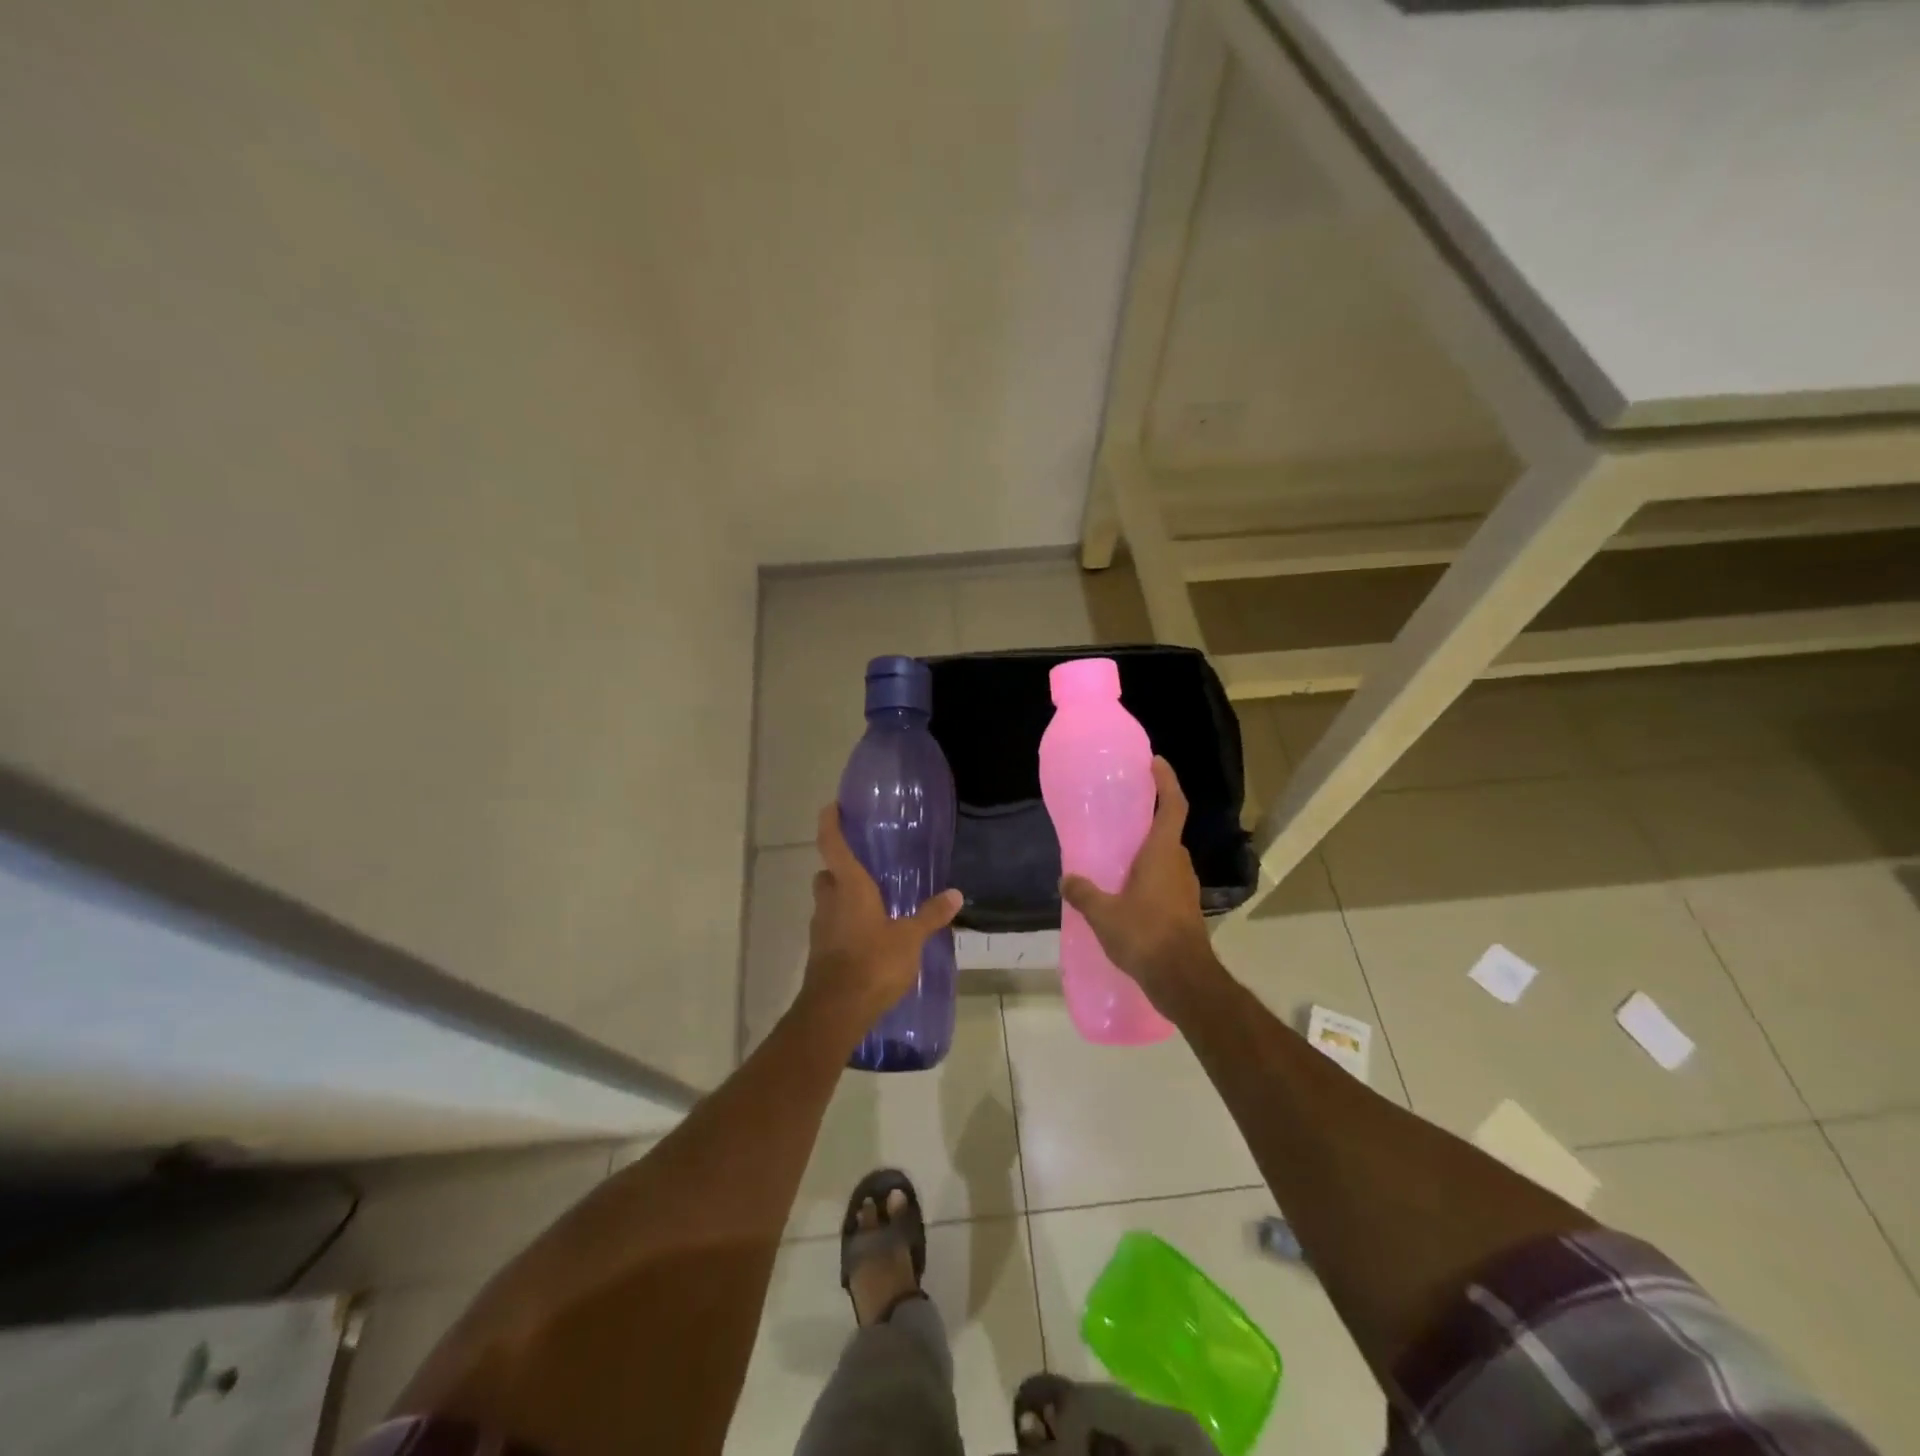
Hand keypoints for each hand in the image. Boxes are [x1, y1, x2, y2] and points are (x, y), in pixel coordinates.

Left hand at [805, 804, 961, 1017]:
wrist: (836, 1011)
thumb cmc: (873, 962)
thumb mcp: (909, 938)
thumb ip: (930, 915)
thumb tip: (955, 894)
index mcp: (849, 887)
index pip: (832, 844)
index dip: (830, 823)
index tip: (832, 807)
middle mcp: (829, 901)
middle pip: (827, 874)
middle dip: (839, 868)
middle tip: (864, 865)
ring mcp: (821, 928)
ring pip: (827, 901)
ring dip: (842, 897)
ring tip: (872, 901)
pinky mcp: (820, 952)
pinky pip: (831, 926)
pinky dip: (844, 923)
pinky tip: (867, 934)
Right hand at [1059, 757, 1215, 1008]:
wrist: (1184, 980)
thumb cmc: (1146, 936)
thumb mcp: (1104, 915)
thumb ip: (1084, 894)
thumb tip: (1066, 880)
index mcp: (1162, 853)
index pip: (1172, 805)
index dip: (1166, 781)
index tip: (1154, 762)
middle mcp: (1178, 864)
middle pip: (1167, 831)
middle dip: (1148, 819)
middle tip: (1120, 813)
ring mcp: (1184, 888)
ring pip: (1165, 859)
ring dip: (1146, 852)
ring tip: (1116, 854)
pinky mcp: (1183, 910)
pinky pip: (1164, 881)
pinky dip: (1147, 878)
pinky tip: (1124, 892)